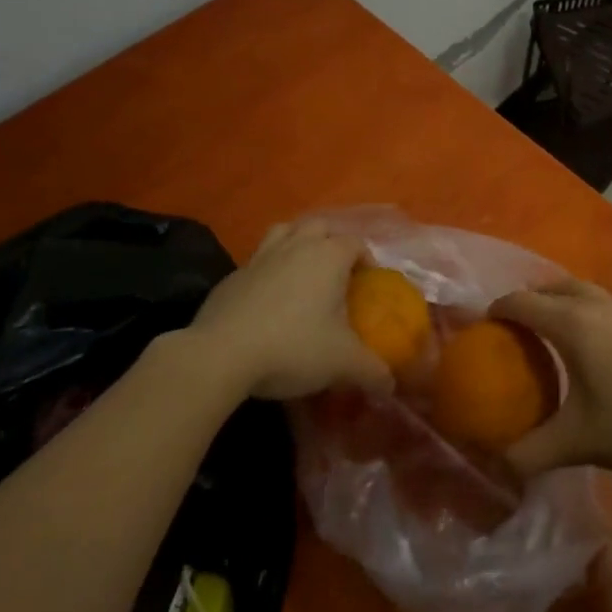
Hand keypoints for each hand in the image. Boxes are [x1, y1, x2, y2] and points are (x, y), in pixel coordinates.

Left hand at [184, 220, 391, 400]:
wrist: (220, 355)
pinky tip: (268, 298)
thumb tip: (390, 385)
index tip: (369, 283)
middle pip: (320, 226)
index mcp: (329, 257)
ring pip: (285, 231)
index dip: (367, 259)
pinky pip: (257, 260)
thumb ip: (372, 371)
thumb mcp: (342, 363)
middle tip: (338, 271)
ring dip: (297, 242)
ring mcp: (260, 257)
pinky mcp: (231, 276)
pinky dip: (268, 269)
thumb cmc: (292, 347)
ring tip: (303, 270)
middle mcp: (297, 246)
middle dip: (332, 241)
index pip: (356, 244)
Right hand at [489, 274, 611, 476]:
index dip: (500, 309)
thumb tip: (497, 463)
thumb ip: (530, 453)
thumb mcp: (575, 443)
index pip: (524, 304)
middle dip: (532, 298)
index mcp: (572, 326)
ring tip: (557, 309)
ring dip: (569, 294)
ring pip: (592, 288)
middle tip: (517, 322)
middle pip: (556, 288)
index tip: (484, 323)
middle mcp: (599, 306)